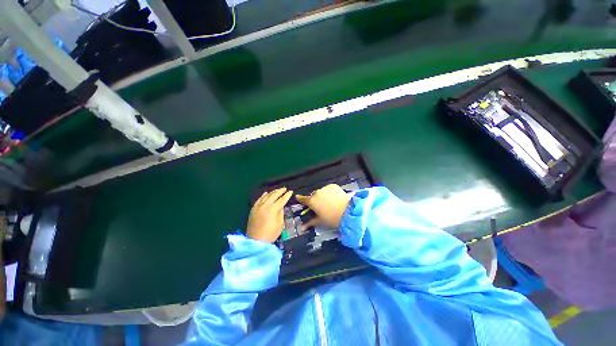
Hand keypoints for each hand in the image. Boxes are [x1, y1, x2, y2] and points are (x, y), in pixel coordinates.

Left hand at [247, 187, 292, 242]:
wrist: (255, 241)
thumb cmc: (270, 234)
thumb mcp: (280, 224)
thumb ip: (280, 213)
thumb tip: (281, 206)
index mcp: (273, 209)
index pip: (282, 199)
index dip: (287, 195)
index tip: (291, 191)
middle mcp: (265, 205)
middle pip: (274, 195)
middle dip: (280, 191)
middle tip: (284, 188)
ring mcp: (258, 206)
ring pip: (266, 196)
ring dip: (272, 192)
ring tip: (277, 190)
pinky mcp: (253, 209)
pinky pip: (259, 199)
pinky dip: (263, 195)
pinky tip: (266, 193)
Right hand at [296, 184, 350, 228]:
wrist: (348, 212)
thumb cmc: (332, 218)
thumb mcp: (320, 221)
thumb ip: (310, 223)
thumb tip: (301, 228)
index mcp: (312, 201)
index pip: (303, 199)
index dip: (300, 199)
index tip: (298, 197)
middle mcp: (317, 193)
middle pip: (313, 196)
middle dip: (315, 200)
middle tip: (321, 206)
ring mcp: (325, 188)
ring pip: (321, 192)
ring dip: (323, 195)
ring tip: (329, 203)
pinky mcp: (333, 186)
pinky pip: (328, 189)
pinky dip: (329, 192)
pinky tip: (334, 198)